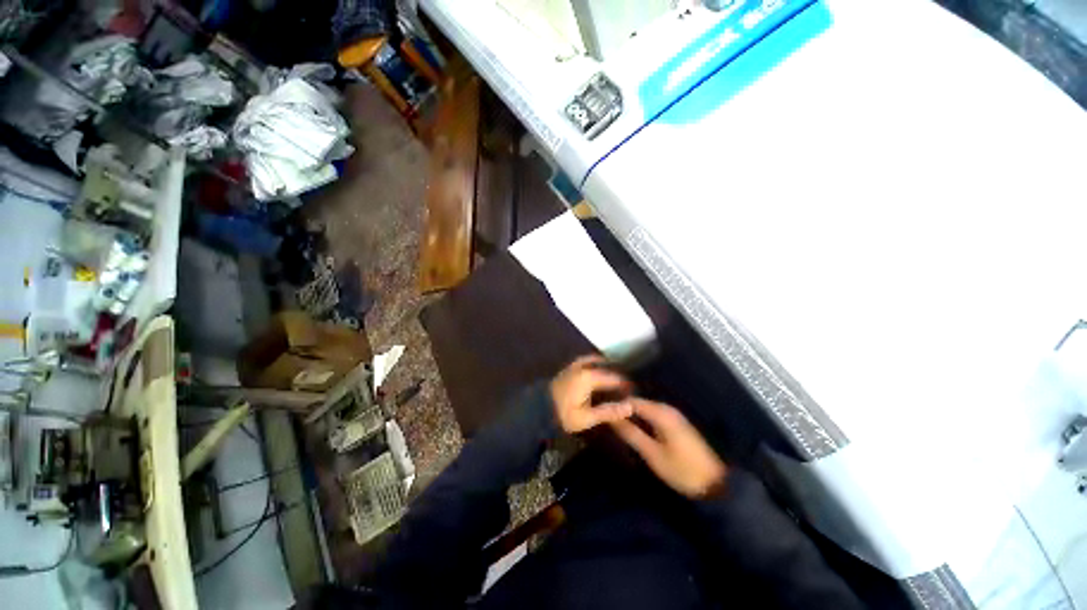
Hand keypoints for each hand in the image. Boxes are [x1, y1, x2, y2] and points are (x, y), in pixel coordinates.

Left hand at [550, 355, 632, 433]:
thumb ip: (608, 411)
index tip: (633, 392)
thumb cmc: (563, 415)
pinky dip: (595, 364)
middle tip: (626, 386)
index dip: (626, 385)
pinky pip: (586, 361)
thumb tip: (630, 407)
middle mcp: (583, 367)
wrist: (539, 409)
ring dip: (606, 366)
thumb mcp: (586, 418)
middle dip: (617, 374)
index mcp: (589, 377)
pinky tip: (598, 372)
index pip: (614, 378)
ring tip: (614, 377)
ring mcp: (575, 365)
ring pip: (596, 360)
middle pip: (606, 366)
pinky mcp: (569, 368)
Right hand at [610, 399, 726, 498]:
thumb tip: (611, 418)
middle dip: (623, 409)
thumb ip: (631, 434)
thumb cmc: (682, 470)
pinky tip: (633, 428)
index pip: (632, 400)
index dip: (616, 404)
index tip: (601, 411)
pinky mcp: (676, 424)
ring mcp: (673, 416)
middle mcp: (667, 409)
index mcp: (661, 413)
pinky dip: (641, 419)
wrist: (716, 485)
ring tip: (615, 423)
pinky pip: (653, 415)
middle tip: (606, 418)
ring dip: (631, 414)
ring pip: (645, 409)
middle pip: (638, 402)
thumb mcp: (653, 454)